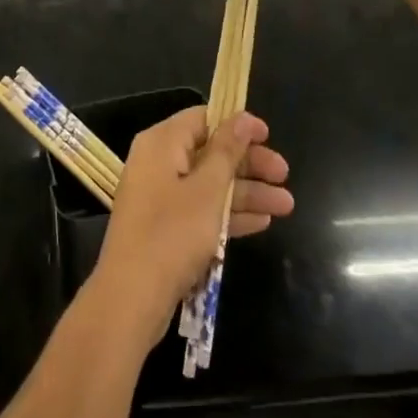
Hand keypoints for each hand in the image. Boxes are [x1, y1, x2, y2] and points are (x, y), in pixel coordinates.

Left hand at [91, 108, 292, 342]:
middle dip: (249, 164)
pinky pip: (202, 210)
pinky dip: (229, 214)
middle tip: (285, 175)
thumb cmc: (171, 235)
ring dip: (246, 193)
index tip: (269, 136)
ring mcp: (161, 197)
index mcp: (161, 143)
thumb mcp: (207, 190)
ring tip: (286, 205)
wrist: (131, 300)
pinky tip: (262, 222)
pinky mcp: (166, 228)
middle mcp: (158, 163)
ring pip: (210, 184)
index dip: (237, 125)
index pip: (203, 119)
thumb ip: (227, 152)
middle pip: (210, 152)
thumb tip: (241, 117)